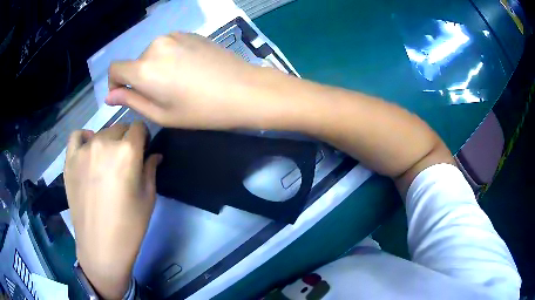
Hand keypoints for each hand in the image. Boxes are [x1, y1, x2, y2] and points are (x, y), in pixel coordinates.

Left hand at [64, 122, 160, 298]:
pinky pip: (77, 136)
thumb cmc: (129, 225)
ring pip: (100, 133)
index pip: (139, 127)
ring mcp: (84, 150)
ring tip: (106, 162)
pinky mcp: (70, 160)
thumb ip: (151, 169)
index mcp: (127, 152)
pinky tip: (88, 150)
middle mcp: (104, 143)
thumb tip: (154, 154)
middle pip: (120, 128)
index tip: (143, 150)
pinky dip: (84, 138)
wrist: (101, 246)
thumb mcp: (148, 197)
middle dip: (126, 140)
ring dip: (108, 142)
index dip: (144, 137)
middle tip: (125, 161)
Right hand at [106, 32, 263, 129]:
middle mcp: (155, 46)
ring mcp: (175, 36)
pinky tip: (190, 70)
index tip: (125, 94)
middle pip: (135, 62)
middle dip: (141, 78)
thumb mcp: (161, 114)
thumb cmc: (200, 110)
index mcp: (144, 68)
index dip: (115, 83)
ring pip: (153, 54)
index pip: (115, 69)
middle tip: (163, 95)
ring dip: (157, 67)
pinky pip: (170, 46)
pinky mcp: (190, 33)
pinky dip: (171, 58)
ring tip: (179, 83)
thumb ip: (132, 101)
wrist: (243, 89)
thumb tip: (110, 96)